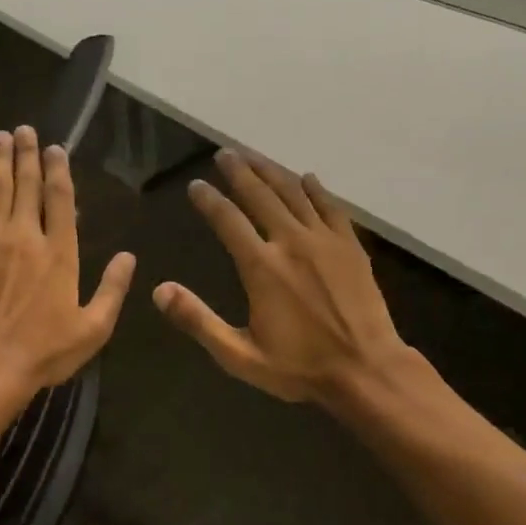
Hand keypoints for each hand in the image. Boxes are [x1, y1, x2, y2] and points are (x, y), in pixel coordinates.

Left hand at [0, 125, 136, 394]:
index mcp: (60, 252)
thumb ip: (113, 288)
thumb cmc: (47, 350)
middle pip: (27, 186)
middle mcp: (26, 237)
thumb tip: (128, 256)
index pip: (60, 199)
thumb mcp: (94, 327)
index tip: (56, 148)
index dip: (59, 170)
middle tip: (25, 130)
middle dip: (28, 155)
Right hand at [154, 150, 410, 407]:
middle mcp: (291, 242)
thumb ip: (198, 320)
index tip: (195, 185)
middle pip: (261, 195)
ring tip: (255, 157)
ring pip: (295, 192)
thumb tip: (159, 290)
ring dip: (272, 171)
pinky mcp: (351, 246)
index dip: (208, 200)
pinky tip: (307, 178)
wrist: (366, 370)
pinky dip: (316, 189)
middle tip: (225, 154)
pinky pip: (331, 206)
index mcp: (261, 267)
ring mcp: (325, 241)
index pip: (227, 220)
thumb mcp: (240, 355)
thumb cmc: (299, 367)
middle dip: (239, 171)